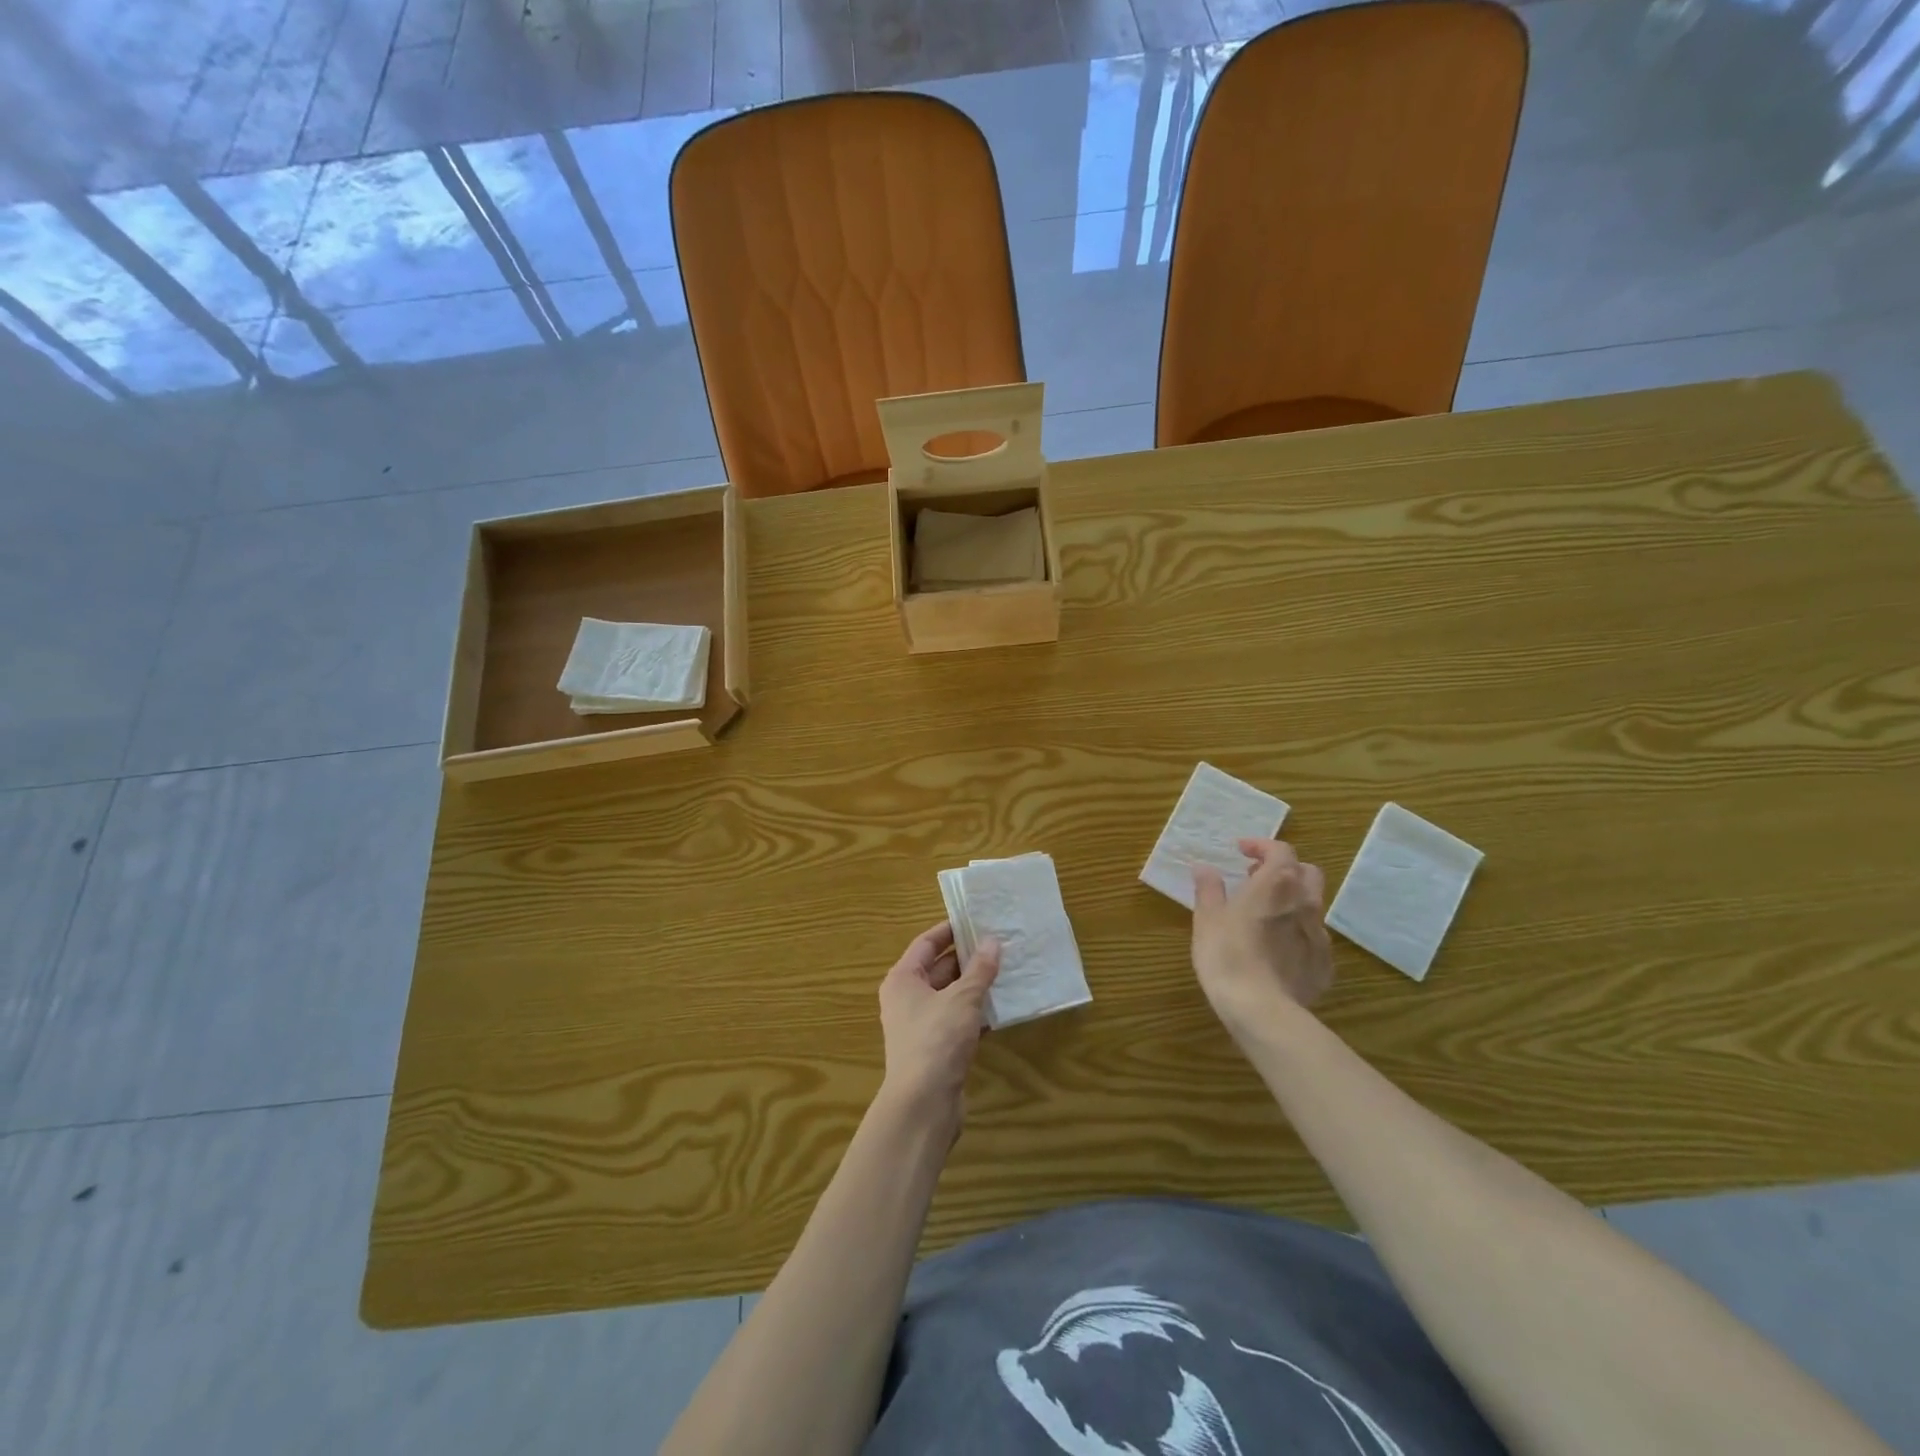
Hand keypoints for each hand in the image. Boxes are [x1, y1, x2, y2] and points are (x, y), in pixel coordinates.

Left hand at [877, 922, 1000, 1126]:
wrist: (923, 1104)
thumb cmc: (936, 1040)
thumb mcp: (962, 999)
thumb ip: (980, 969)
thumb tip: (993, 941)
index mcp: (903, 979)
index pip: (926, 943)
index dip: (950, 930)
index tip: (977, 919)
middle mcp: (907, 998)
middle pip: (939, 968)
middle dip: (969, 957)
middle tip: (1001, 943)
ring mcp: (921, 1025)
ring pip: (951, 995)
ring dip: (976, 985)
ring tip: (1008, 969)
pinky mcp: (936, 1048)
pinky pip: (959, 1019)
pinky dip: (977, 1012)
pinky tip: (1003, 1007)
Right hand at [1191, 839, 1333, 1037]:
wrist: (1261, 1009)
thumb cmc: (1227, 954)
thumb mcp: (1207, 918)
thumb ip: (1208, 889)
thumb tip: (1204, 867)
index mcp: (1277, 884)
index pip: (1280, 850)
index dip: (1261, 846)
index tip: (1241, 852)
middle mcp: (1305, 903)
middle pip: (1307, 872)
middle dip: (1285, 870)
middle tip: (1257, 879)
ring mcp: (1319, 935)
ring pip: (1313, 906)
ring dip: (1292, 901)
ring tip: (1266, 915)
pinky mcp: (1324, 965)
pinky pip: (1314, 938)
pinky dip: (1297, 933)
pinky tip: (1278, 949)